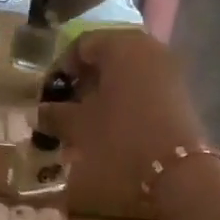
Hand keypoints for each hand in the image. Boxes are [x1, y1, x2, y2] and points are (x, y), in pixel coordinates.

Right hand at [36, 32, 209, 204]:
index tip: (48, 95)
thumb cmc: (119, 140)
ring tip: (85, 124)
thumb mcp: (78, 128)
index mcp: (121, 45)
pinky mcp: (181, 97)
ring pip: (126, 75)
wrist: (177, 174)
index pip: (82, 44)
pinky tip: (111, 130)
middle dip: (84, 82)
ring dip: (103, 95)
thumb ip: (55, 115)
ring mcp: (170, 71)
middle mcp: (149, 48)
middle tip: (65, 109)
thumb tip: (39, 112)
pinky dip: (124, 104)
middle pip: (107, 57)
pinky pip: (143, 90)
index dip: (61, 68)